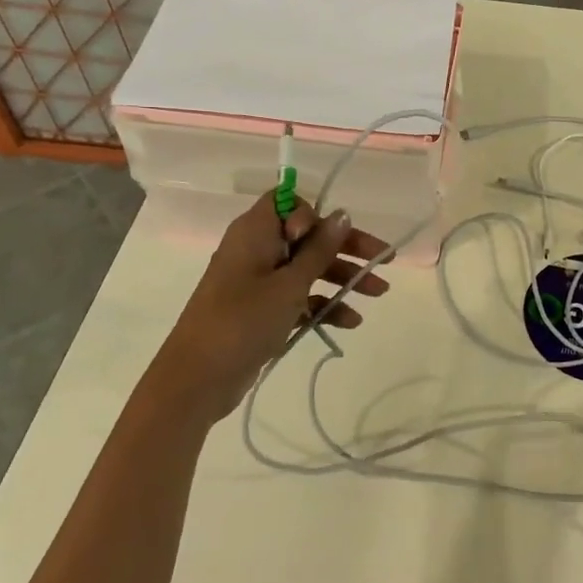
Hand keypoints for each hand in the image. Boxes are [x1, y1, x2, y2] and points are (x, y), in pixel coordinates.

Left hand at [151, 192, 391, 417]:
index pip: (287, 202)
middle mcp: (256, 250)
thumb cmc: (243, 321)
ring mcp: (258, 282)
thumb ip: (319, 250)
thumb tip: (342, 214)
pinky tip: (350, 322)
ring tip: (378, 293)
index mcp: (254, 232)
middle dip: (346, 249)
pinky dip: (323, 305)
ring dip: (342, 279)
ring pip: (308, 268)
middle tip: (385, 261)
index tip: (326, 237)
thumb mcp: (289, 284)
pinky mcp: (262, 311)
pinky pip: (299, 297)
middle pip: (308, 237)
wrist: (197, 379)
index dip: (312, 214)